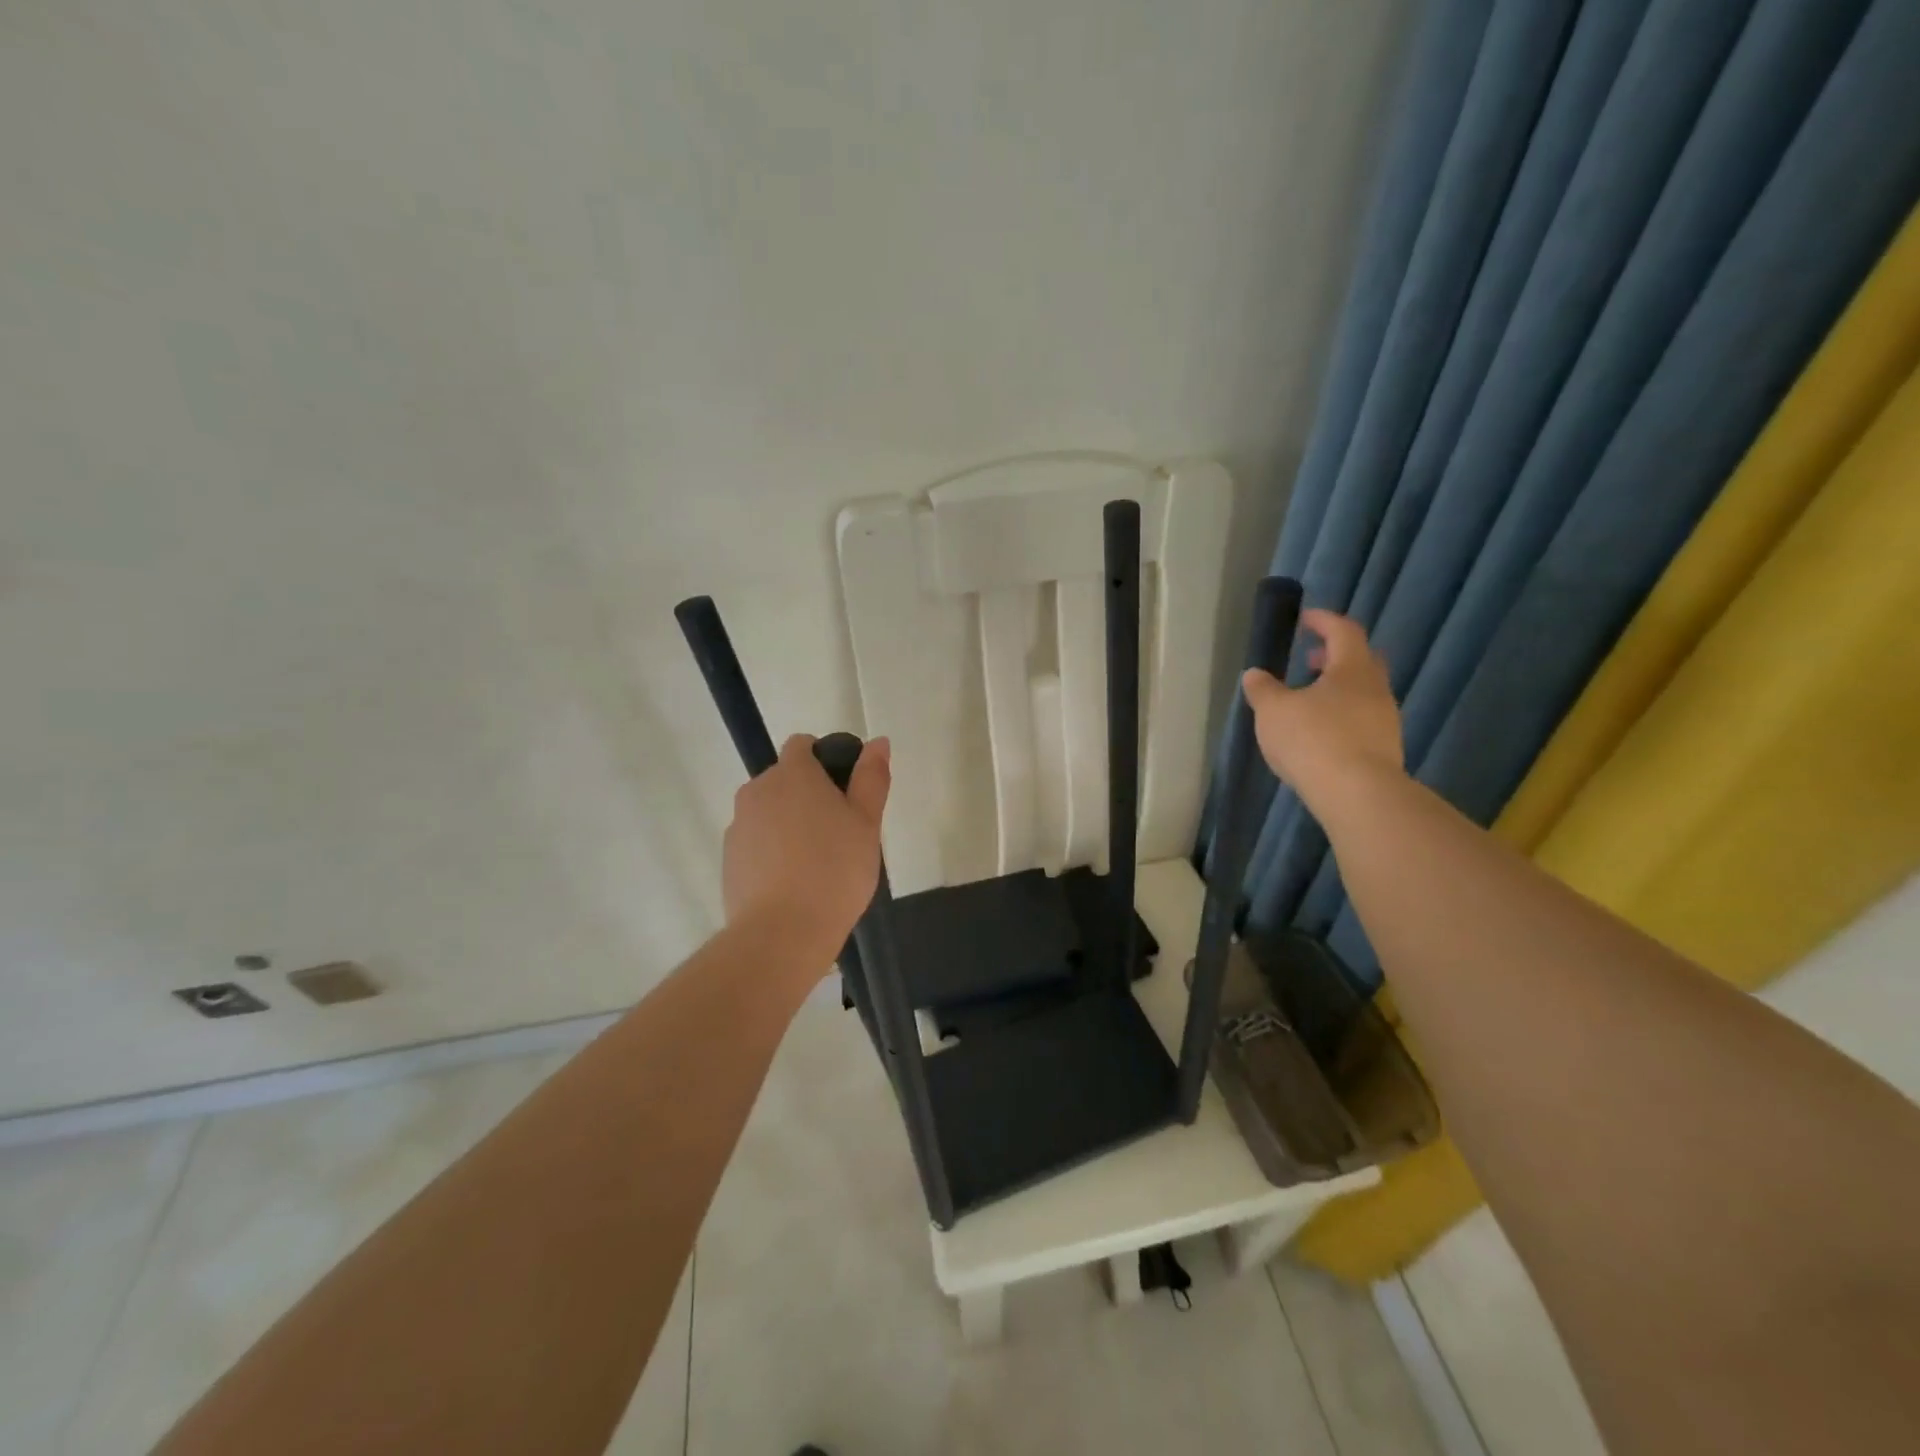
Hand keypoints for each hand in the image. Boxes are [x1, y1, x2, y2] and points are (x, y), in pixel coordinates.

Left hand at [722, 734, 890, 963]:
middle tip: (839, 833)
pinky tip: (792, 883)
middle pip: (784, 779)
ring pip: (769, 812)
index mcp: (793, 774)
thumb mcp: (867, 823)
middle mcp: (758, 790)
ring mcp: (738, 825)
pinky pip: (756, 842)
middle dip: (808, 795)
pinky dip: (772, 852)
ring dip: (789, 824)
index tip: (845, 792)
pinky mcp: (729, 859)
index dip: (825, 759)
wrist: (782, 932)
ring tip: (816, 863)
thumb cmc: (835, 870)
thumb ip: (871, 778)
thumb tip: (878, 742)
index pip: (802, 744)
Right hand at [1242, 609, 1403, 816]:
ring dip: (1338, 689)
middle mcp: (1376, 689)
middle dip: (1335, 656)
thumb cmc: (1313, 739)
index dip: (1324, 621)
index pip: (1343, 631)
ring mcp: (1385, 720)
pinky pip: (1363, 720)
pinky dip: (1342, 716)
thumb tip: (1254, 674)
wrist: (1357, 794)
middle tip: (1310, 659)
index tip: (1305, 619)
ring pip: (1363, 692)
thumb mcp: (1273, 711)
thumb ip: (1263, 690)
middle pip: (1360, 661)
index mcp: (1352, 669)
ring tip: (1309, 701)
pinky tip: (1322, 733)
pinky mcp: (1384, 749)